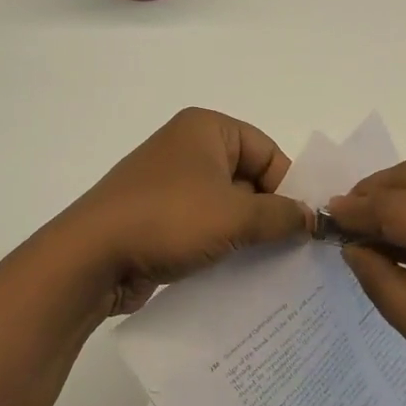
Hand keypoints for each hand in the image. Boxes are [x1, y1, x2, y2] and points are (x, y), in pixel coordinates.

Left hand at [56, 108, 314, 317]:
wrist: (90, 257)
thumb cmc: (168, 219)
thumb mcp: (235, 215)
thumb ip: (281, 215)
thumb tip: (315, 218)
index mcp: (206, 129)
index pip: (267, 151)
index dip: (289, 187)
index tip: (306, 226)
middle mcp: (187, 149)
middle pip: (248, 179)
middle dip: (270, 214)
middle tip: (296, 252)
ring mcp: (169, 185)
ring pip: (226, 207)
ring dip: (247, 234)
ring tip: (273, 268)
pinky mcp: (158, 218)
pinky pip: (202, 227)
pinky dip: (221, 246)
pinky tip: (240, 276)